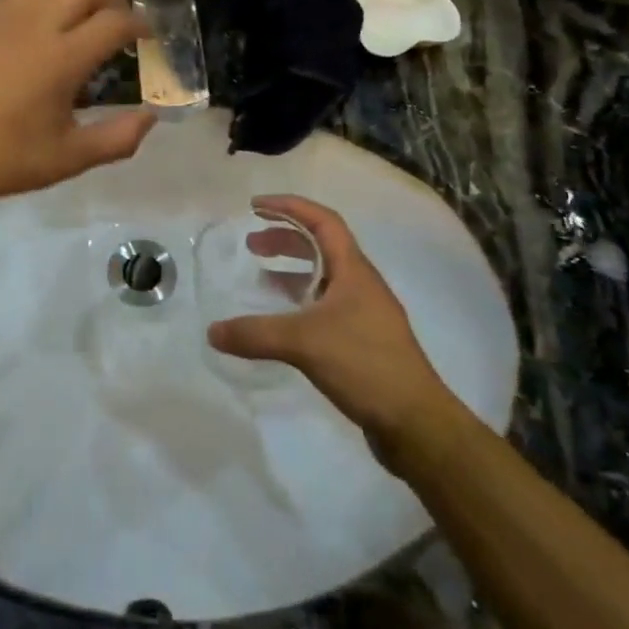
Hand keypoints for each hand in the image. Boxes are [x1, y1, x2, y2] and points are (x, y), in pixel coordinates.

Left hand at [0, 0, 155, 206]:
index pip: (115, 23)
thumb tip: (151, 117)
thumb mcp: (67, 159)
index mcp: (62, 57)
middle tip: (120, 16)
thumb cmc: (1, 159)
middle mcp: (34, 24)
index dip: (140, 24)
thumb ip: (117, 138)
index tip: (148, 35)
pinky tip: (34, 18)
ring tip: (82, 12)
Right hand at [206, 196, 458, 444]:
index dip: (290, 207)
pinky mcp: (363, 341)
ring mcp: (364, 313)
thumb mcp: (303, 343)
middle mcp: (361, 284)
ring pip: (323, 277)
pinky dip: (300, 302)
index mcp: (353, 270)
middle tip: (251, 245)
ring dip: (291, 270)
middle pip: (322, 245)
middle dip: (285, 238)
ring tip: (260, 278)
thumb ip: (255, 333)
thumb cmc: (364, 364)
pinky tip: (282, 322)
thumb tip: (212, 331)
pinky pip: (325, 306)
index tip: (256, 206)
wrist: (416, 422)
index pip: (322, 220)